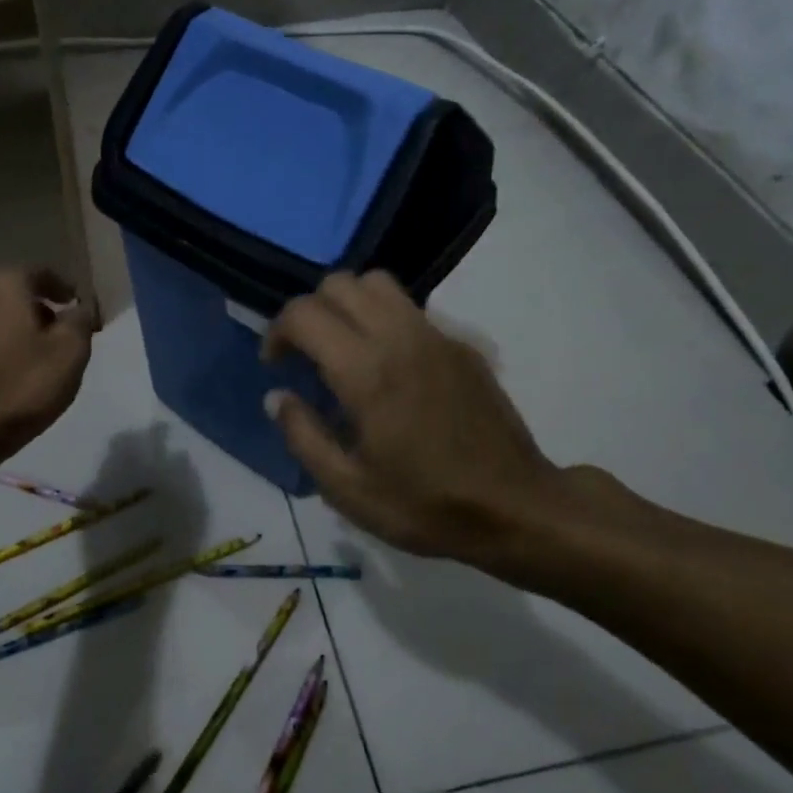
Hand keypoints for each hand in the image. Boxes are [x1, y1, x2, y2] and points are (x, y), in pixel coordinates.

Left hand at [0, 266, 95, 470]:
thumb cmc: (23, 384)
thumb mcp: (70, 349)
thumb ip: (80, 319)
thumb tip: (79, 308)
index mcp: (5, 283)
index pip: (44, 273)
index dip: (69, 290)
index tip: (87, 312)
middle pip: (21, 292)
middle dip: (48, 309)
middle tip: (73, 334)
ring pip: (4, 316)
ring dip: (28, 329)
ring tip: (51, 356)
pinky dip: (10, 345)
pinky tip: (24, 372)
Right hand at [263, 271, 580, 578]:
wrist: (516, 508)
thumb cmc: (426, 505)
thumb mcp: (348, 489)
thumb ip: (303, 436)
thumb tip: (277, 396)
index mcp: (366, 372)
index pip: (304, 314)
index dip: (277, 331)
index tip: (275, 365)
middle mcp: (399, 338)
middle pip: (339, 284)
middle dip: (309, 310)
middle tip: (305, 353)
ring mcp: (435, 336)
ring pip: (378, 284)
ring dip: (347, 304)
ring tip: (343, 347)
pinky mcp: (461, 345)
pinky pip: (410, 309)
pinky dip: (382, 318)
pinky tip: (387, 367)